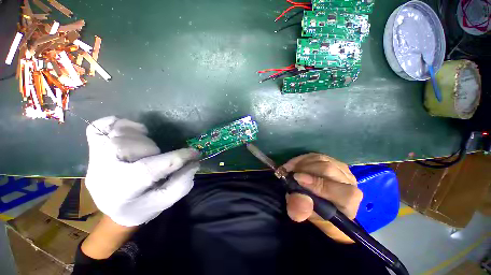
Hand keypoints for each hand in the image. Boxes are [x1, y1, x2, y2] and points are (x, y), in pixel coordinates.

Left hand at [85, 116, 199, 226]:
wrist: (115, 209)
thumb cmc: (142, 207)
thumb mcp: (165, 202)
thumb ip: (182, 183)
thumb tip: (194, 162)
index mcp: (121, 192)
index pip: (148, 170)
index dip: (177, 158)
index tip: (195, 153)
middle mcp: (102, 173)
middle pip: (127, 147)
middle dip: (152, 149)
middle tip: (159, 156)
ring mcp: (94, 159)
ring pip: (117, 134)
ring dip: (140, 139)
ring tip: (146, 150)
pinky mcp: (92, 149)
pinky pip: (101, 127)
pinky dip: (120, 124)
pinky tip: (132, 134)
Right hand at [281, 153, 361, 242]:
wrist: (321, 204)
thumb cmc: (317, 213)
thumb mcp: (306, 216)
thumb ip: (302, 211)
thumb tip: (299, 199)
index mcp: (349, 201)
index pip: (338, 189)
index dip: (317, 183)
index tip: (296, 179)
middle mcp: (349, 182)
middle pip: (328, 169)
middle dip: (304, 169)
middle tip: (288, 173)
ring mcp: (341, 169)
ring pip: (321, 159)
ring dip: (301, 163)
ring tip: (289, 169)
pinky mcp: (332, 161)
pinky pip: (315, 155)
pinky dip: (301, 159)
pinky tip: (293, 164)